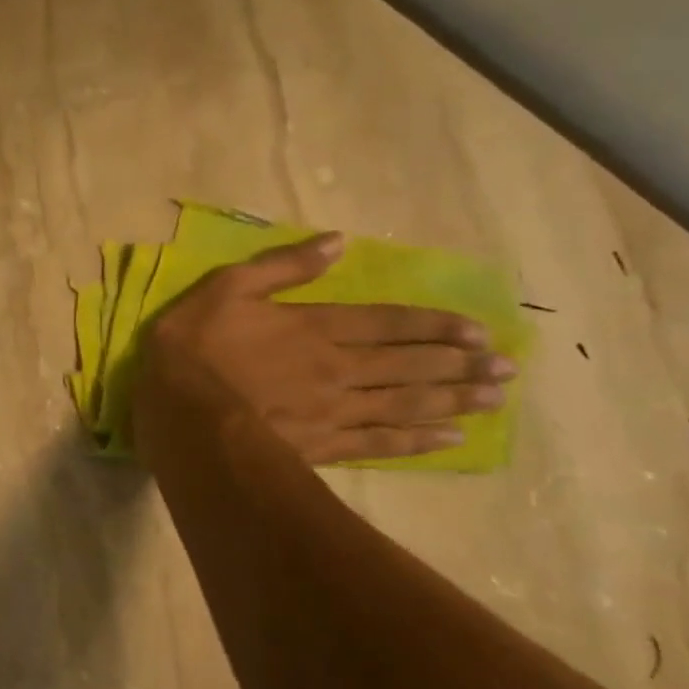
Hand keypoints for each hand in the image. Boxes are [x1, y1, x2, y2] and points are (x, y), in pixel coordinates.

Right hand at [134, 233, 514, 464]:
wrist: (182, 416)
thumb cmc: (194, 348)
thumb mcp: (226, 288)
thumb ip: (282, 266)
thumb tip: (337, 242)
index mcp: (315, 327)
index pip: (387, 323)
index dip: (434, 326)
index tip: (478, 331)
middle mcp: (338, 368)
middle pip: (408, 364)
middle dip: (459, 364)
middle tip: (507, 367)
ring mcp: (334, 411)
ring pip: (405, 403)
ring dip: (453, 399)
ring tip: (495, 398)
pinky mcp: (323, 447)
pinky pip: (381, 444)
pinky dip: (418, 441)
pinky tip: (452, 439)